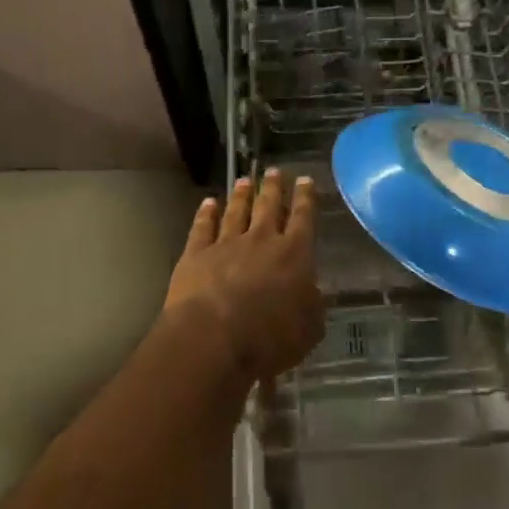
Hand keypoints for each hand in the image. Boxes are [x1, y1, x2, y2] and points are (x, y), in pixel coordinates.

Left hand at [163, 169, 323, 384]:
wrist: (213, 338)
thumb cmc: (270, 337)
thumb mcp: (309, 328)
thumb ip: (313, 305)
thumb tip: (313, 291)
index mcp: (294, 254)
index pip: (304, 218)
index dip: (306, 198)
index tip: (306, 180)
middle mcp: (261, 240)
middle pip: (268, 206)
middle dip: (273, 188)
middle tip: (274, 171)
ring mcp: (226, 244)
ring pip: (236, 212)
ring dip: (241, 195)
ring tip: (244, 180)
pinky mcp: (195, 255)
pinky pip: (202, 228)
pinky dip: (206, 214)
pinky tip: (208, 203)